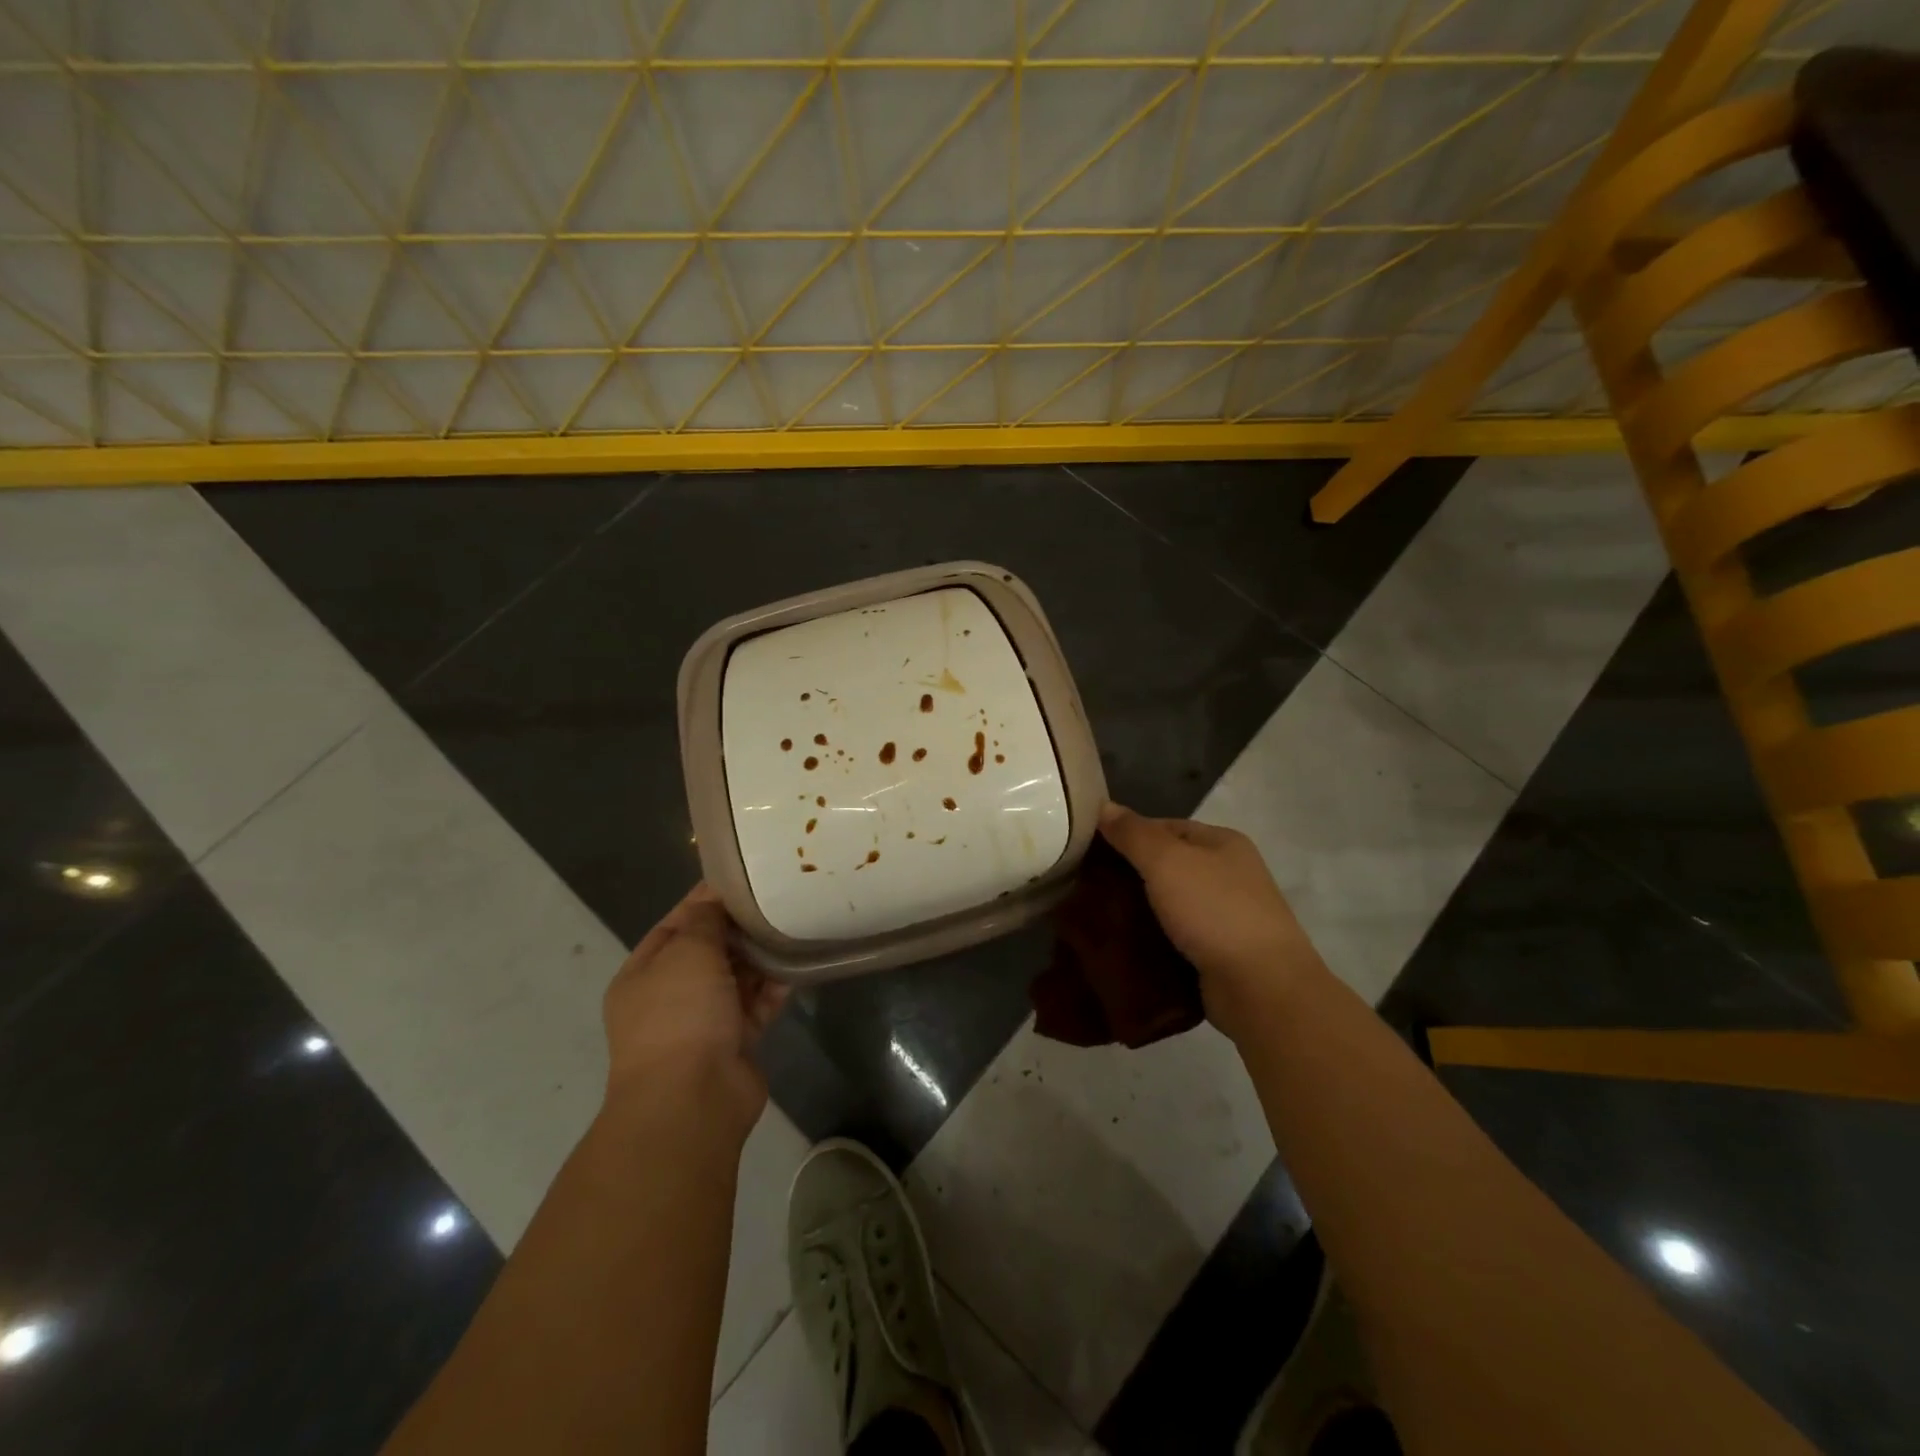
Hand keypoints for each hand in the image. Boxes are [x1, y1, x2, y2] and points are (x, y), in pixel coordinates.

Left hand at [601, 884, 788, 1140]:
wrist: (692, 1099)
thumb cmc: (679, 1014)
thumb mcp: (687, 952)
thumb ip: (705, 920)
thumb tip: (716, 899)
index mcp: (643, 974)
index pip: (675, 925)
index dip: (705, 900)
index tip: (742, 878)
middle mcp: (670, 997)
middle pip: (709, 951)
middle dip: (738, 928)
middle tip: (776, 899)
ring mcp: (703, 1022)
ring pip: (736, 978)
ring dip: (760, 956)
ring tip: (791, 925)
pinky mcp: (735, 1042)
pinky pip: (757, 1005)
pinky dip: (774, 987)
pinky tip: (798, 964)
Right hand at [1098, 802, 1323, 1040]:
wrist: (1261, 988)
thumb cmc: (1215, 911)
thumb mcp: (1167, 861)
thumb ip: (1133, 833)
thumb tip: (1103, 806)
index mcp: (1222, 843)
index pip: (1165, 826)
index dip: (1128, 834)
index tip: (1089, 850)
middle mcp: (1228, 874)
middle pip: (1166, 865)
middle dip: (1129, 875)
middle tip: (1085, 886)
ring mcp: (1225, 916)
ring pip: (1168, 903)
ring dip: (1137, 910)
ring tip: (1096, 917)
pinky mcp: (1218, 953)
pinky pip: (1174, 937)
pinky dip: (1151, 939)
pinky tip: (1122, 945)